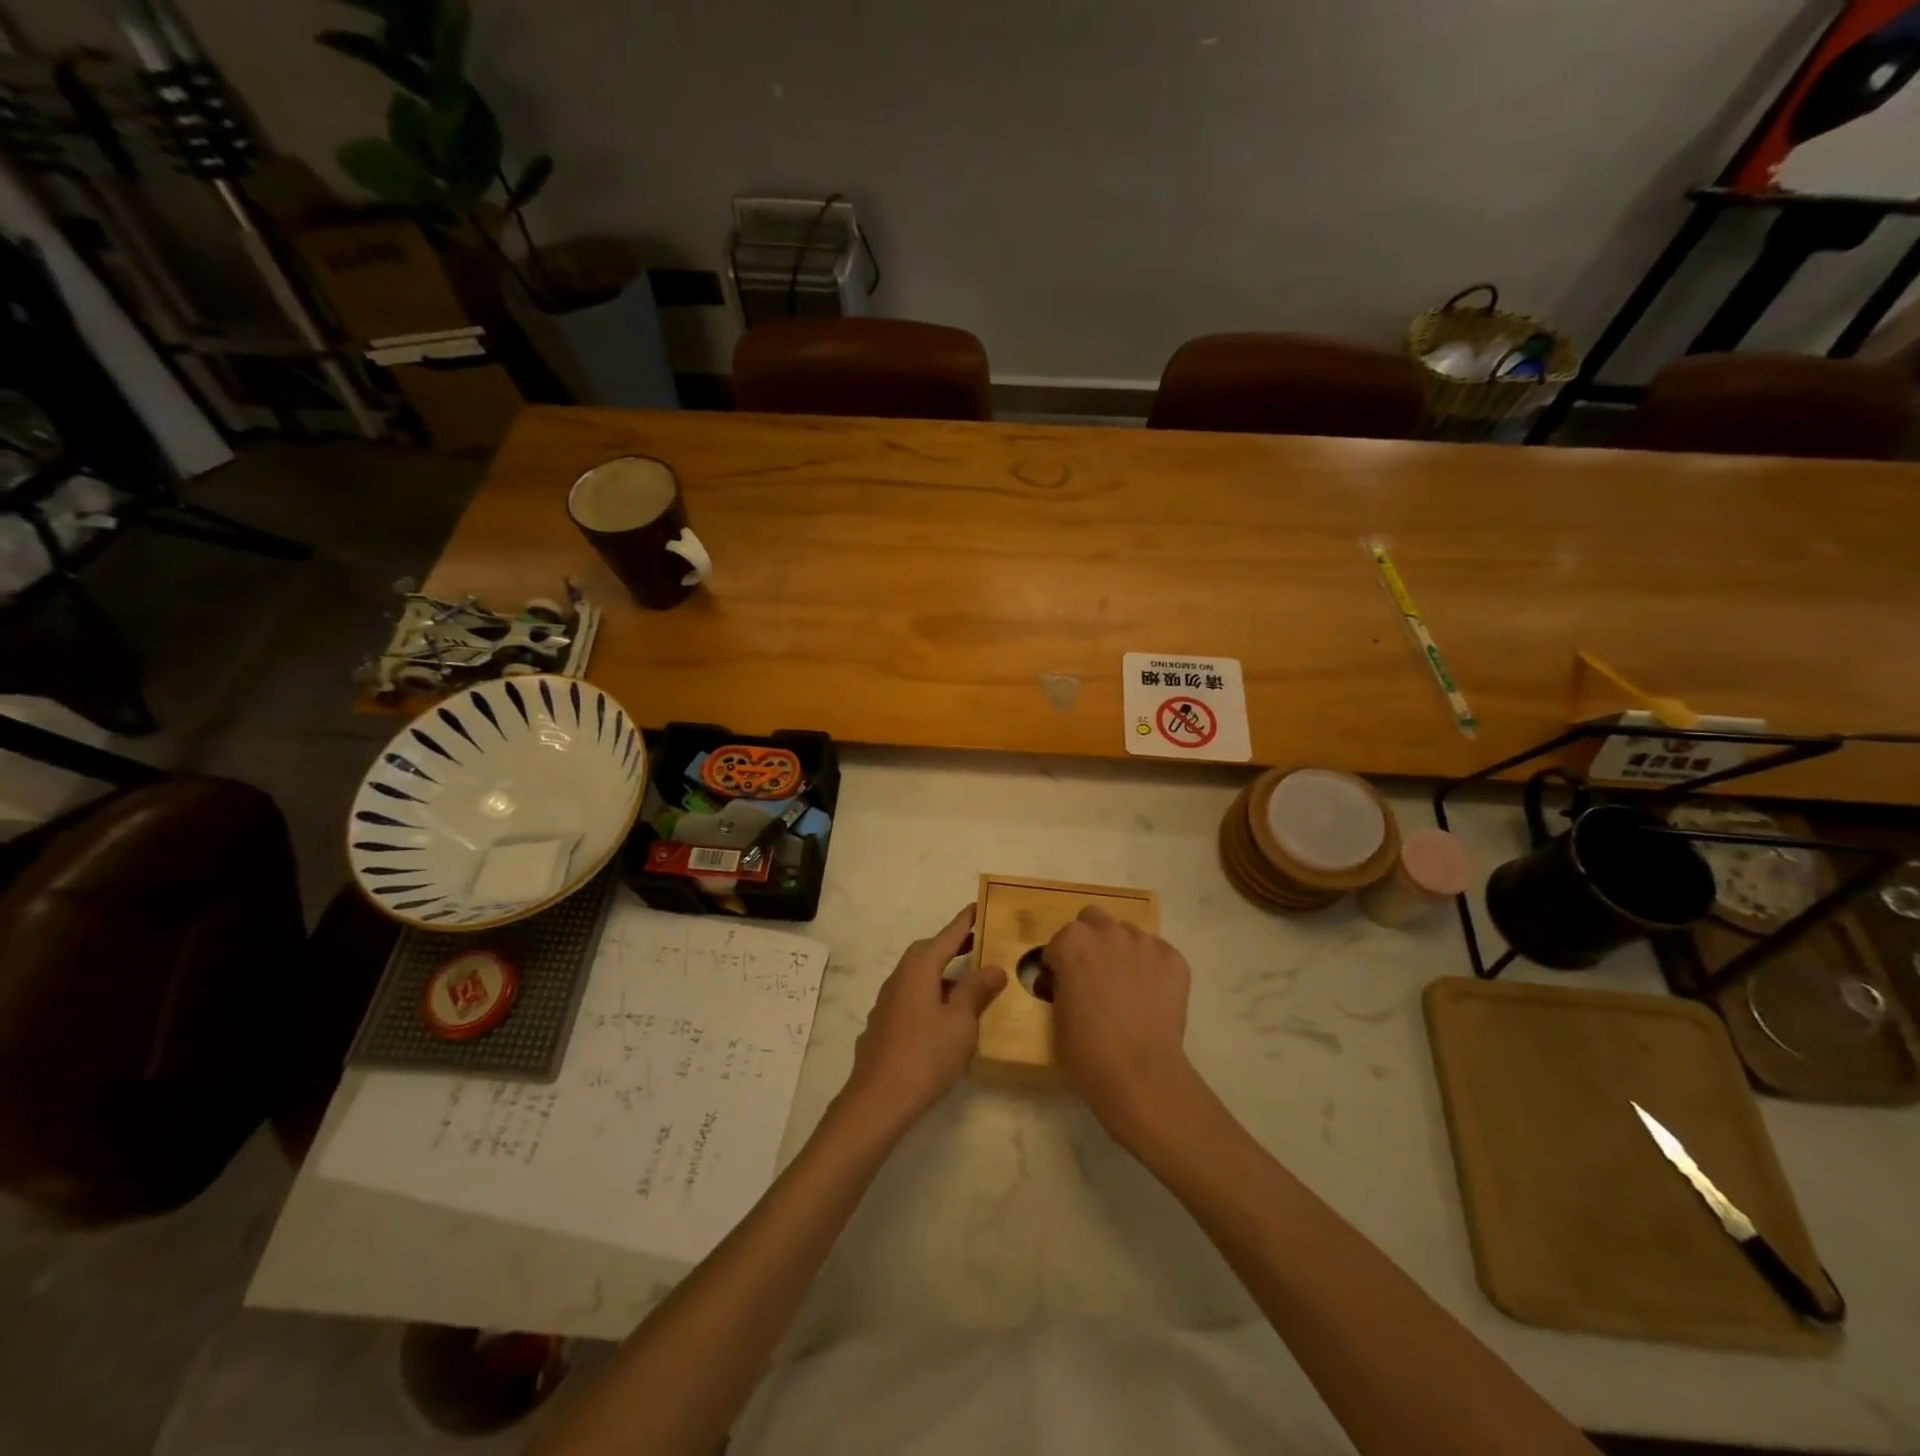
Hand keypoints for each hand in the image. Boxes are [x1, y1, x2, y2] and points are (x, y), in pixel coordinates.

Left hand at [840, 905, 1006, 1134]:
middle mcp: (900, 977)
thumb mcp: (961, 1022)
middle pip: (928, 952)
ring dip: (941, 972)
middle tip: (977, 943)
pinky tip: (942, 1014)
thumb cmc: (925, 1055)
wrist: (877, 1100)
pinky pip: (911, 996)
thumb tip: (993, 967)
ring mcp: (887, 1001)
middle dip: (952, 945)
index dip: (964, 922)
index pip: (947, 936)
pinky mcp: (883, 1025)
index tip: (978, 906)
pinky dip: (930, 993)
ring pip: (918, 975)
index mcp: (919, 968)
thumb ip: (977, 991)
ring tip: (966, 980)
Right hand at [1044, 906, 1197, 1147]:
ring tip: (1126, 986)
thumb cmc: (1086, 1049)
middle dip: (1090, 941)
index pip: (1059, 942)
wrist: (1139, 1074)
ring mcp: (1144, 942)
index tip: (1064, 985)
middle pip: (1093, 920)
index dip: (1060, 964)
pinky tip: (1151, 995)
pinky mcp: (1173, 958)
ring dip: (1121, 950)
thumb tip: (1065, 978)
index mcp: (1072, 942)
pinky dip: (1151, 967)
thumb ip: (1060, 982)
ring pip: (1127, 933)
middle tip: (1093, 974)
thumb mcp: (1057, 1011)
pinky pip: (1157, 952)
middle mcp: (1107, 931)